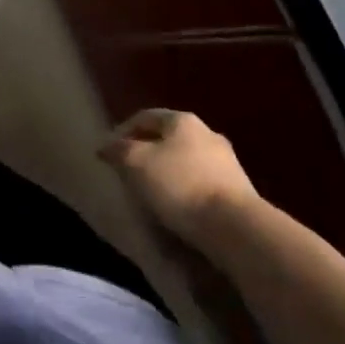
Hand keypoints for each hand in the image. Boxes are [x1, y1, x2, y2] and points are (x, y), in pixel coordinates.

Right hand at [99, 108, 260, 244]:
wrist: (235, 227)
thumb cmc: (180, 185)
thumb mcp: (136, 163)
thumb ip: (119, 150)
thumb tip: (106, 146)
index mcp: (182, 120)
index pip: (145, 116)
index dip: (122, 131)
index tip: (108, 152)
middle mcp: (207, 133)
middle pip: (167, 138)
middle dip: (146, 151)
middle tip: (127, 170)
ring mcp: (227, 162)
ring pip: (185, 160)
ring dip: (166, 172)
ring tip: (149, 192)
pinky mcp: (237, 191)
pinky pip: (200, 183)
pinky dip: (184, 190)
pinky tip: (175, 207)